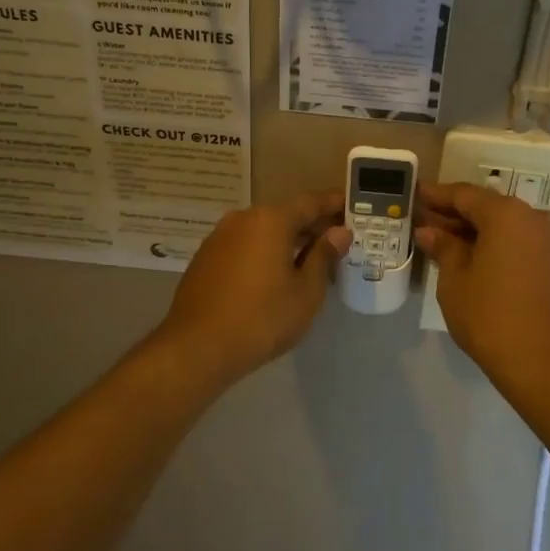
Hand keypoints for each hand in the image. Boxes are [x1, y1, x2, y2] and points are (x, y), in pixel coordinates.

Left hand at [154, 191, 351, 385]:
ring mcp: (219, 237)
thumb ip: (324, 256)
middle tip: (337, 240)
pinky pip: (245, 245)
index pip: (311, 202)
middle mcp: (243, 219)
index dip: (334, 204)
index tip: (352, 207)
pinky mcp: (206, 258)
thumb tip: (339, 232)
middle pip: (285, 214)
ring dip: (287, 240)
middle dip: (312, 225)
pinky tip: (276, 275)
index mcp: (271, 220)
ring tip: (311, 261)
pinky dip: (264, 252)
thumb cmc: (262, 318)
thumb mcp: (306, 291)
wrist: (197, 348)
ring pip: (263, 231)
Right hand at [415, 181, 549, 396]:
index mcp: (507, 214)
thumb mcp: (455, 280)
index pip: (465, 195)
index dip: (437, 196)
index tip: (416, 194)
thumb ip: (443, 247)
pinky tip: (470, 257)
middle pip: (487, 208)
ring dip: (474, 231)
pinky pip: (518, 242)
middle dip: (455, 214)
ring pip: (504, 226)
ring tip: (442, 240)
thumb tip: (429, 231)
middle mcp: (533, 218)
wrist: (543, 363)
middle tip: (424, 219)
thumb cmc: (490, 316)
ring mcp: (549, 241)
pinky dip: (494, 244)